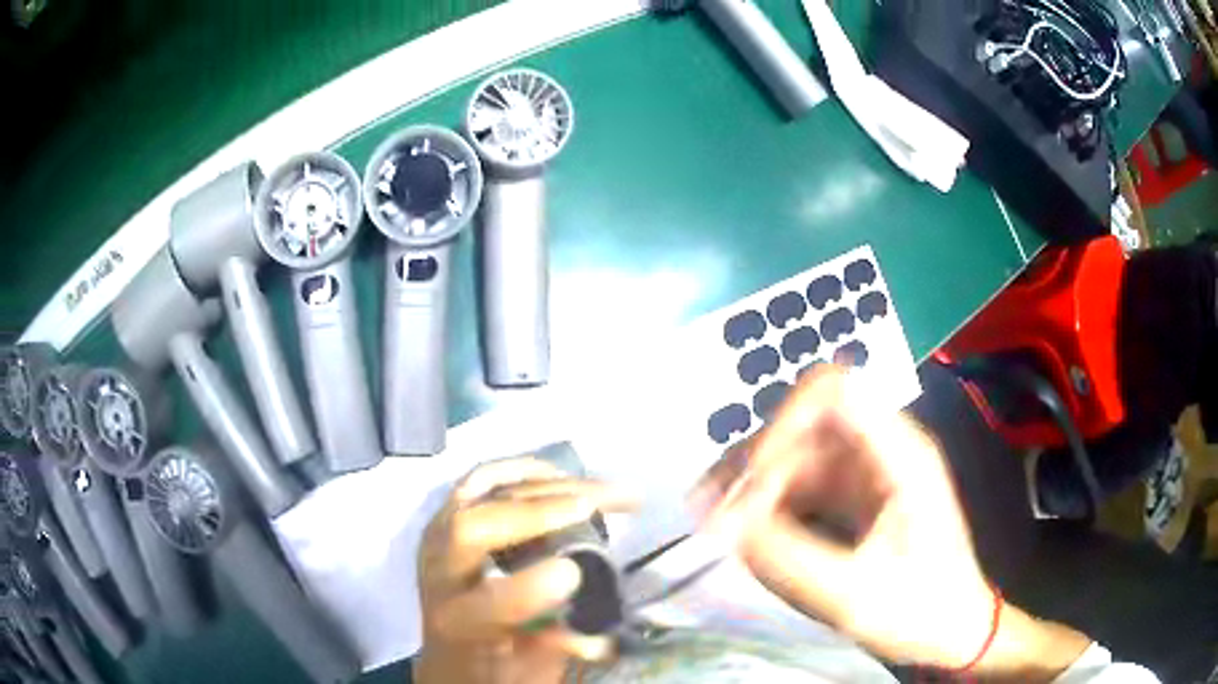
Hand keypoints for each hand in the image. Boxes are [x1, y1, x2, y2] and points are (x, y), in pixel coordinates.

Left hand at [414, 457, 633, 683]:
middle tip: (595, 507)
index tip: (574, 574)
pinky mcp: (447, 514)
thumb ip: (553, 652)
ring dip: (545, 486)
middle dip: (537, 513)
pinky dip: (522, 469)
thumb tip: (594, 638)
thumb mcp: (523, 673)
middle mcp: (440, 573)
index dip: (527, 589)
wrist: (449, 648)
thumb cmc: (491, 665)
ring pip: (481, 494)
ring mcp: (439, 535)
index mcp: (456, 624)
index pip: (484, 605)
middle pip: (471, 530)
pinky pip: (481, 478)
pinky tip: (559, 474)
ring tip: (599, 490)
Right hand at [693, 368, 1090, 679]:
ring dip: (758, 481)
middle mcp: (883, 448)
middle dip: (760, 461)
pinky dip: (770, 501)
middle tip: (723, 513)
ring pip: (799, 451)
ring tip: (720, 522)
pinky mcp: (855, 495)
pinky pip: (803, 481)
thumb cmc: (921, 611)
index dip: (784, 423)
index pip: (834, 392)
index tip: (753, 481)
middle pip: (807, 421)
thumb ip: (788, 559)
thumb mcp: (854, 595)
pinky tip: (746, 530)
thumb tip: (723, 523)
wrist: (953, 629)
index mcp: (901, 454)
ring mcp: (868, 471)